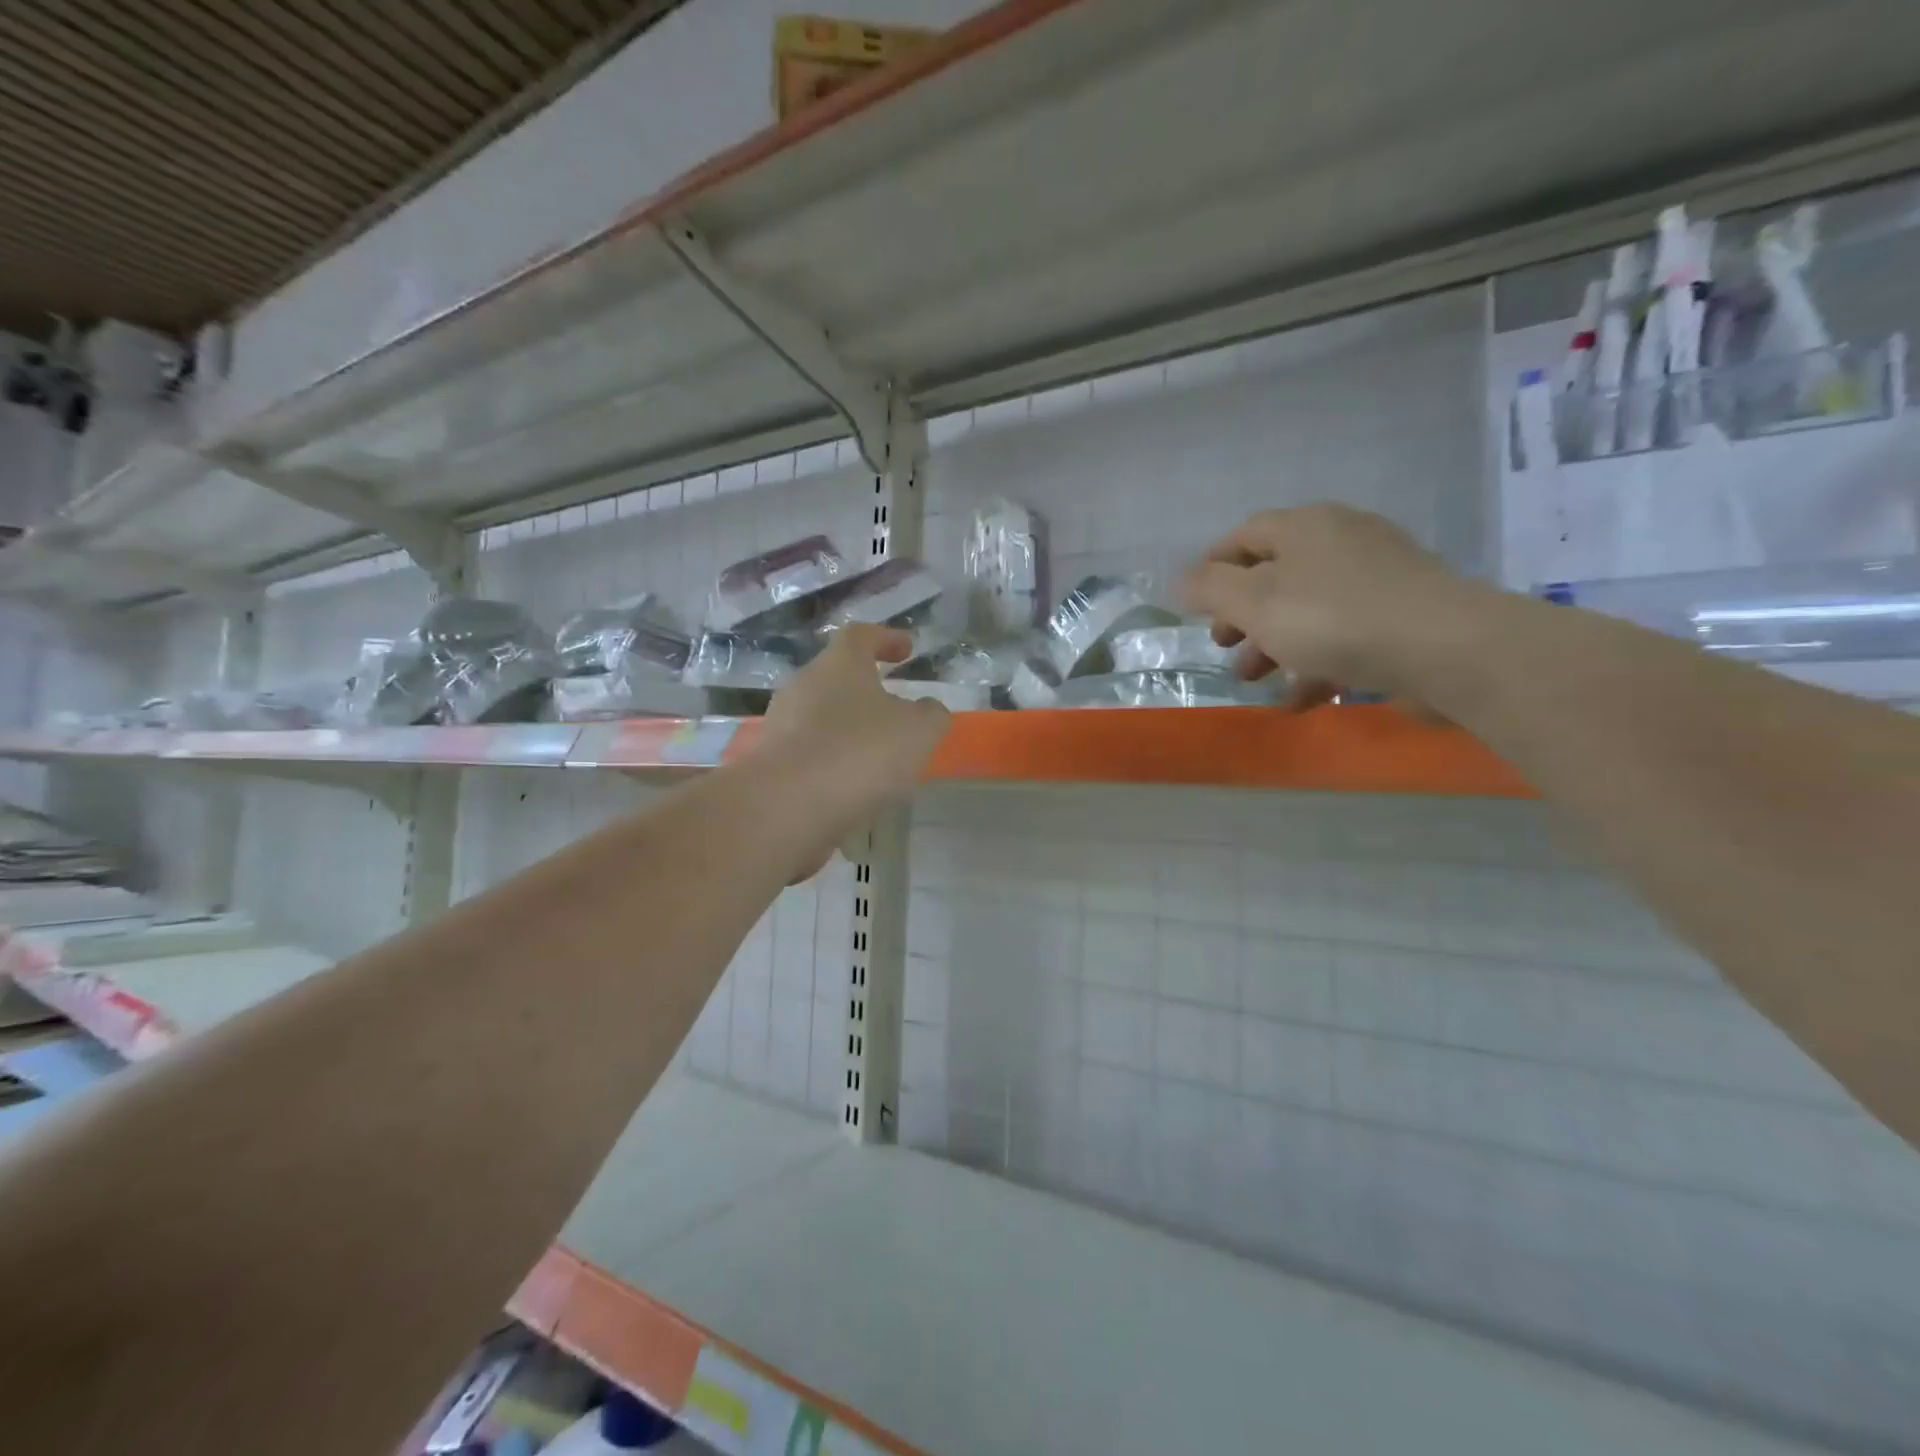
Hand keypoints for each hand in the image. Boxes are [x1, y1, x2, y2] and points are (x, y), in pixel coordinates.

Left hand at [756, 624, 950, 867]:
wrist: (786, 807)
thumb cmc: (859, 753)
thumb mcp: (918, 732)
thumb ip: (931, 715)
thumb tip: (927, 710)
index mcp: (839, 664)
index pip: (861, 636)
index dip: (886, 638)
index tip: (907, 650)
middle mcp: (803, 685)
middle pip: (837, 677)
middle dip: (867, 690)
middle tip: (895, 710)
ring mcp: (780, 724)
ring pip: (821, 716)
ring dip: (848, 729)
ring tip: (877, 755)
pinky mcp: (769, 762)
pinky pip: (809, 752)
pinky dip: (832, 760)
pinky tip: (851, 785)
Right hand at [1181, 504, 1485, 708]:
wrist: (1447, 649)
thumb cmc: (1334, 619)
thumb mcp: (1255, 603)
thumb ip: (1210, 590)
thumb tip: (1182, 581)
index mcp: (1305, 527)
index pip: (1244, 536)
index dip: (1212, 567)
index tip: (1195, 605)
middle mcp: (1342, 541)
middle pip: (1275, 574)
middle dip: (1242, 615)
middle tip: (1225, 645)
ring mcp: (1379, 578)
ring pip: (1308, 609)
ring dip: (1274, 645)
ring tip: (1257, 680)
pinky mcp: (1404, 616)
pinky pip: (1345, 635)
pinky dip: (1318, 663)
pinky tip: (1303, 698)